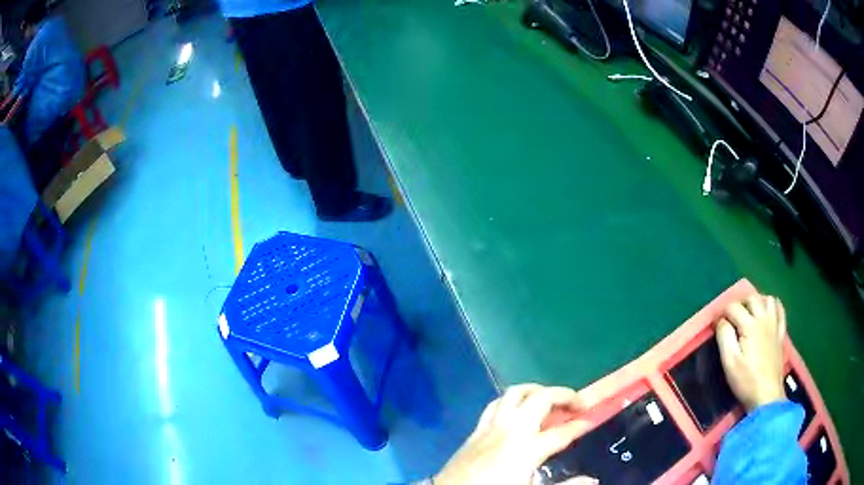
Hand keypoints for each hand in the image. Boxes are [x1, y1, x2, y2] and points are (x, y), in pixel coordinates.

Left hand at [434, 384, 596, 484]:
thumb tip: (592, 480)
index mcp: (527, 449)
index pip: (562, 432)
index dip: (581, 424)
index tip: (593, 418)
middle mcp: (510, 430)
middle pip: (540, 399)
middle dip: (563, 395)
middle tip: (577, 405)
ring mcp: (490, 428)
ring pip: (515, 394)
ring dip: (536, 391)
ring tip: (550, 400)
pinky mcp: (474, 431)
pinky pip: (495, 405)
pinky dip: (511, 401)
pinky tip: (517, 411)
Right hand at [716, 294, 786, 411]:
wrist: (767, 395)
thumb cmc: (746, 380)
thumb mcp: (729, 362)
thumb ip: (724, 337)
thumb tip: (721, 321)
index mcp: (750, 326)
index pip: (733, 308)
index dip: (722, 313)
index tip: (715, 324)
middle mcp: (763, 319)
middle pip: (751, 298)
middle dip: (739, 303)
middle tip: (730, 317)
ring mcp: (775, 325)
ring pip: (767, 299)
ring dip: (757, 301)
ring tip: (749, 313)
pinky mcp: (781, 333)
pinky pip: (780, 310)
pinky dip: (773, 305)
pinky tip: (768, 311)